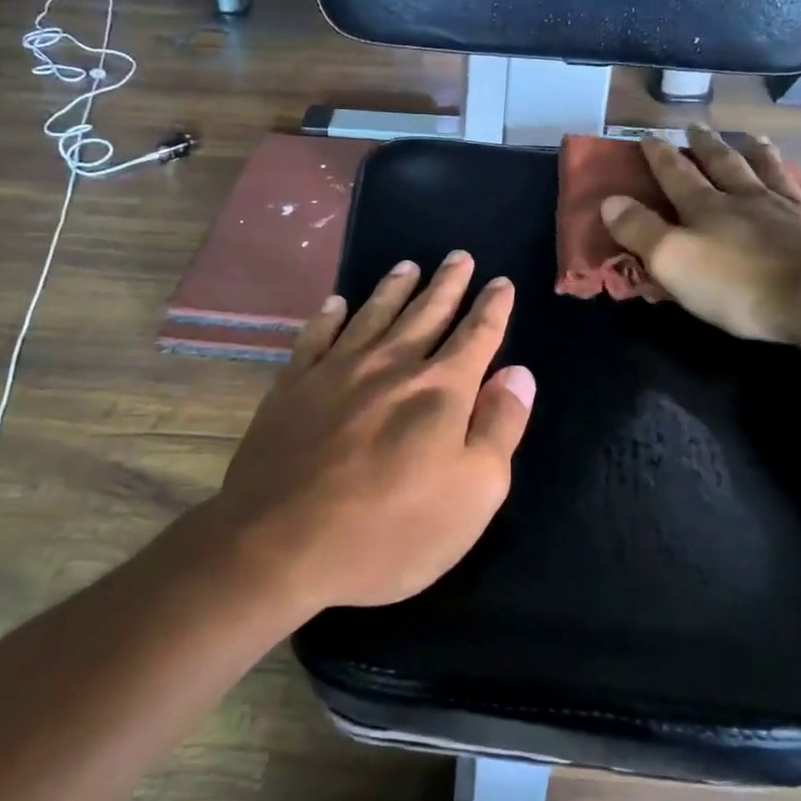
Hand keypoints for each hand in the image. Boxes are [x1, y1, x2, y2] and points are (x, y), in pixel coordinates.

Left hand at [210, 253, 536, 610]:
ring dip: (394, 288)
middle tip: (459, 256)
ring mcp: (336, 371)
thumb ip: (500, 427)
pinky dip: (329, 316)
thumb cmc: (391, 531)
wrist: (281, 545)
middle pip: (426, 312)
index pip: (476, 336)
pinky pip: (316, 336)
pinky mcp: (293, 386)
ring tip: (408, 266)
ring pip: (373, 314)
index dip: (492, 308)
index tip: (501, 282)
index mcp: (440, 390)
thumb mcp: (473, 494)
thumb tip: (519, 373)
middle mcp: (391, 365)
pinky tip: (336, 303)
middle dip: (447, 284)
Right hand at [600, 123, 800, 347]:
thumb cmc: (739, 285)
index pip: (677, 174)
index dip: (660, 156)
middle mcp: (752, 200)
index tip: (647, 137)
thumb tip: (609, 200)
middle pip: (726, 166)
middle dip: (707, 147)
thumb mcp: (673, 260)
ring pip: (775, 175)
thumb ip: (640, 230)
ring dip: (761, 156)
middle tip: (696, 127)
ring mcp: (797, 213)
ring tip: (753, 139)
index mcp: (709, 208)